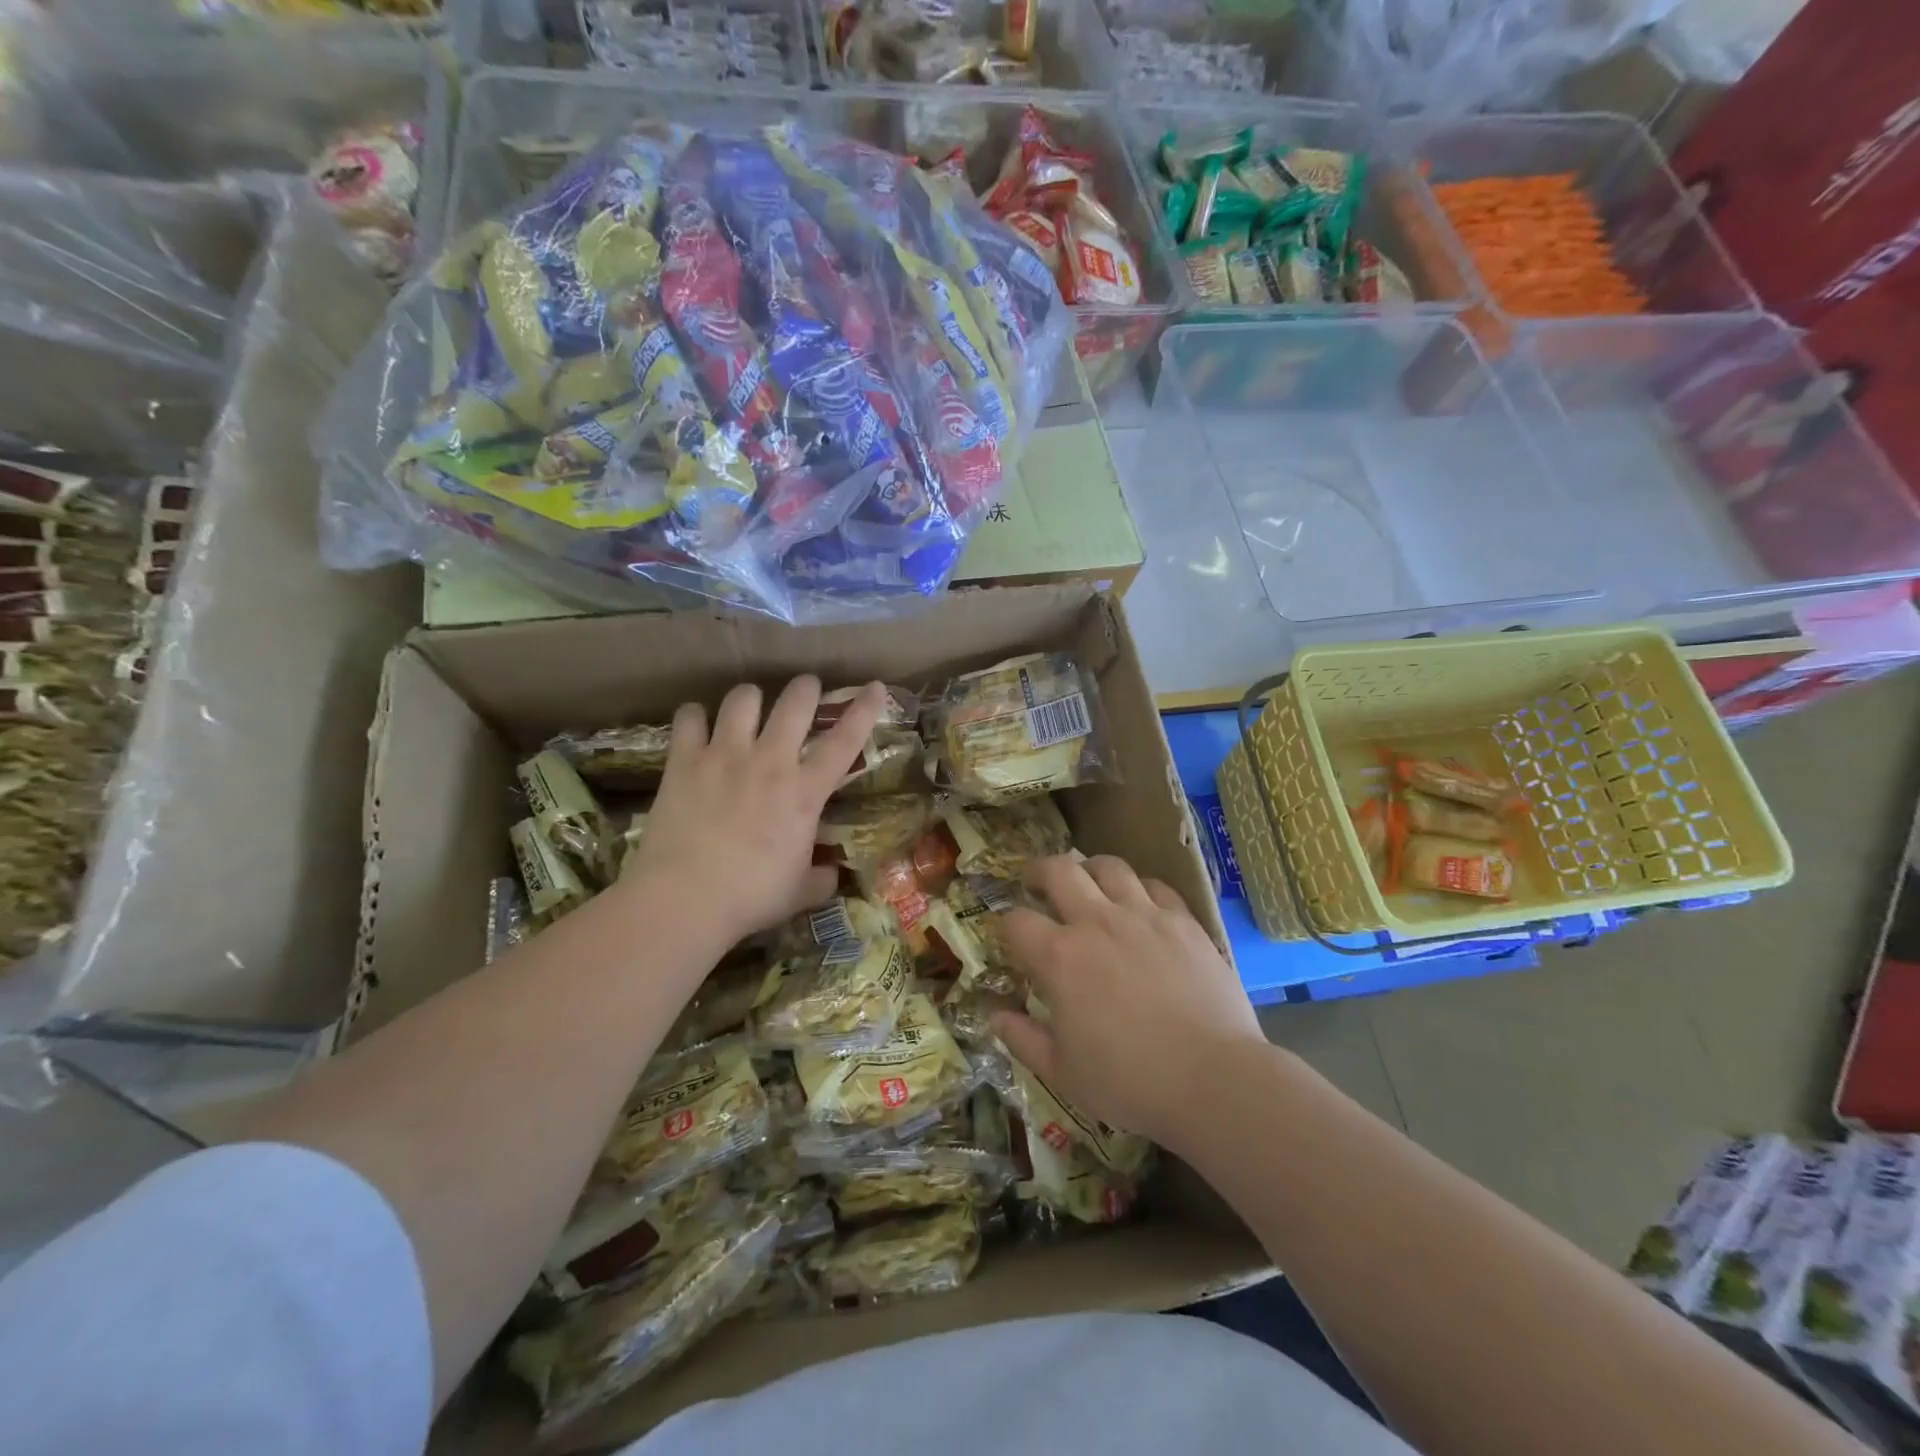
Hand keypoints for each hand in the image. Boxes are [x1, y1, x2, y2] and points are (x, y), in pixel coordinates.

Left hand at [627, 676, 886, 947]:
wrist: (685, 898)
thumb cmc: (751, 897)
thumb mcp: (800, 892)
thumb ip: (821, 878)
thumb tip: (831, 873)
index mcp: (805, 792)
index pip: (845, 741)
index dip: (864, 710)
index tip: (875, 687)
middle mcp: (769, 761)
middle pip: (795, 702)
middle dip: (805, 688)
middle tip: (805, 690)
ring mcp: (724, 756)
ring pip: (743, 698)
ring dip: (751, 698)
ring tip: (749, 707)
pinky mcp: (684, 761)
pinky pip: (689, 717)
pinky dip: (695, 716)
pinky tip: (697, 725)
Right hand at [992, 854, 1264, 1147]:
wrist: (1213, 1078)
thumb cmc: (1130, 1082)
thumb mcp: (1064, 1073)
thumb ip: (1024, 1039)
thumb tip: (995, 1016)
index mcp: (1060, 958)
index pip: (1017, 921)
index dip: (1007, 925)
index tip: (1012, 936)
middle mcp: (1097, 922)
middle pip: (1059, 870)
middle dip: (1040, 871)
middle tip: (1038, 884)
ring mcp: (1144, 915)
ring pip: (1109, 867)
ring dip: (1091, 871)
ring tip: (1090, 885)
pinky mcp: (1183, 921)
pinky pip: (1155, 886)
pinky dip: (1140, 890)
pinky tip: (1141, 907)